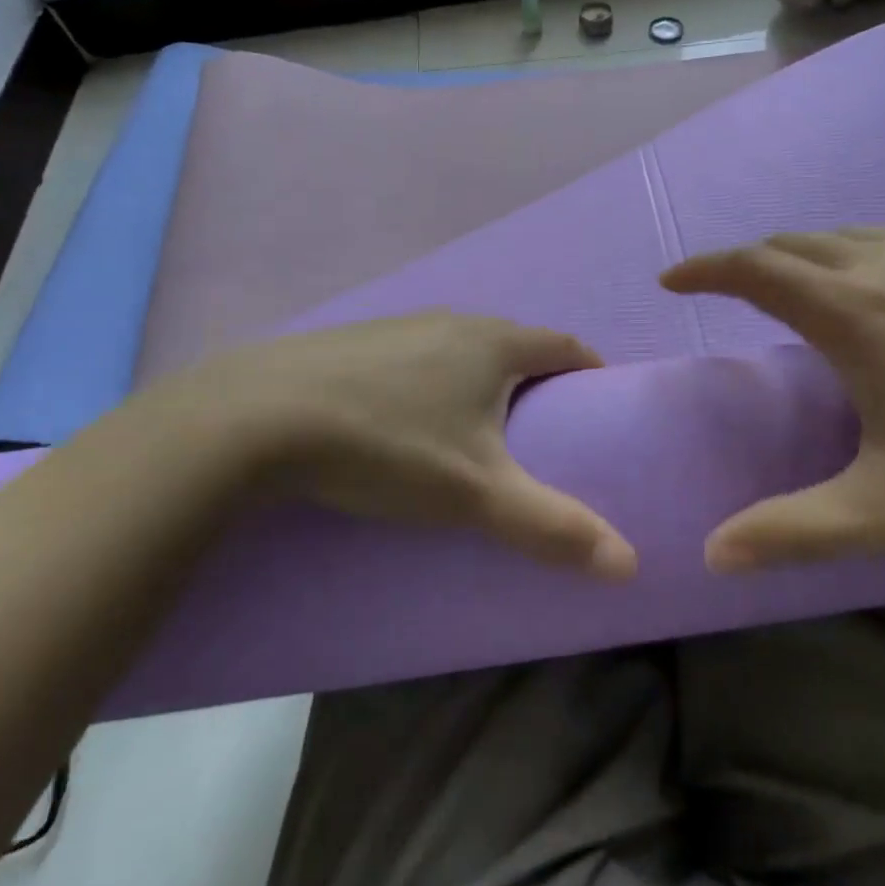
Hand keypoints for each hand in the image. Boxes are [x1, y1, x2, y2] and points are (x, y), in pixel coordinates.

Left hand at [127, 313, 637, 578]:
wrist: (256, 418)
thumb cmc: (387, 446)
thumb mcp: (476, 494)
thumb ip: (552, 527)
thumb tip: (629, 565)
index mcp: (492, 342)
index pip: (564, 344)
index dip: (589, 369)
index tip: (599, 402)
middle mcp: (450, 320)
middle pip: (513, 342)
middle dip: (536, 377)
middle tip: (543, 428)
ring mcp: (397, 325)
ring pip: (459, 346)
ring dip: (480, 377)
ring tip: (477, 427)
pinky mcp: (352, 340)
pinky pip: (413, 355)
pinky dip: (430, 379)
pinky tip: (405, 417)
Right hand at [662, 227, 884, 571]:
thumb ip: (794, 532)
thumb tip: (712, 554)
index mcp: (855, 312)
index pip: (756, 270)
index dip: (705, 269)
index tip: (671, 281)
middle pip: (796, 244)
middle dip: (748, 260)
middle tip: (724, 290)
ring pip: (848, 234)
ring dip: (803, 252)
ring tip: (790, 283)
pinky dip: (859, 246)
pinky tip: (879, 272)